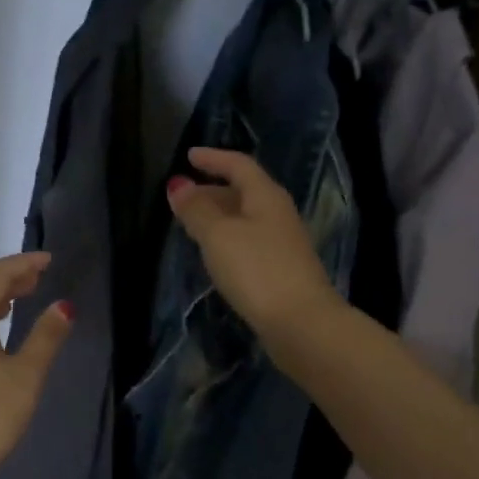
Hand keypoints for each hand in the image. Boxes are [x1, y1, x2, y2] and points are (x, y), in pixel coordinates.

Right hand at [166, 147, 342, 357]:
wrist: (300, 322)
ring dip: (218, 215)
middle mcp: (278, 213)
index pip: (238, 165)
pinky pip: (248, 240)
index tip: (189, 156)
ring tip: (191, 224)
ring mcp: (282, 242)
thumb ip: (196, 210)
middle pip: (243, 191)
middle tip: (182, 197)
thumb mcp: (218, 235)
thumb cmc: (256, 269)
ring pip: (245, 217)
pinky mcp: (280, 269)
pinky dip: (227, 237)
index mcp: (266, 196)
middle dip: (211, 189)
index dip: (213, 158)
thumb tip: (178, 186)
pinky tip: (214, 253)